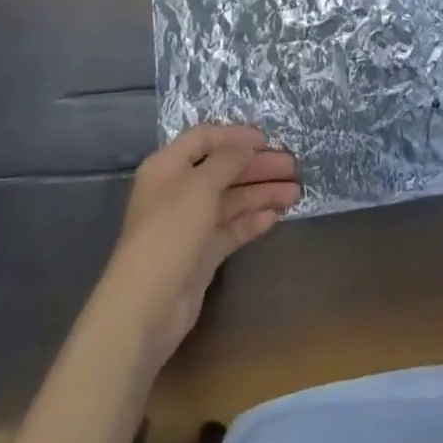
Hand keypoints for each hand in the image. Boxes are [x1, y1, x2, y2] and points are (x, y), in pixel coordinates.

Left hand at [103, 125, 299, 369]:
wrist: (147, 307)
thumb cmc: (170, 231)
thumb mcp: (200, 185)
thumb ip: (228, 159)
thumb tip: (248, 144)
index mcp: (168, 167)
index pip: (205, 138)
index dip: (236, 136)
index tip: (267, 140)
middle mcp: (178, 191)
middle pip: (223, 170)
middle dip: (257, 166)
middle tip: (292, 167)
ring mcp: (190, 224)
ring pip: (231, 200)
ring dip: (261, 193)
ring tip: (294, 193)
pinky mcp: (201, 254)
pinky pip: (231, 228)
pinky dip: (252, 220)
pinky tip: (275, 216)